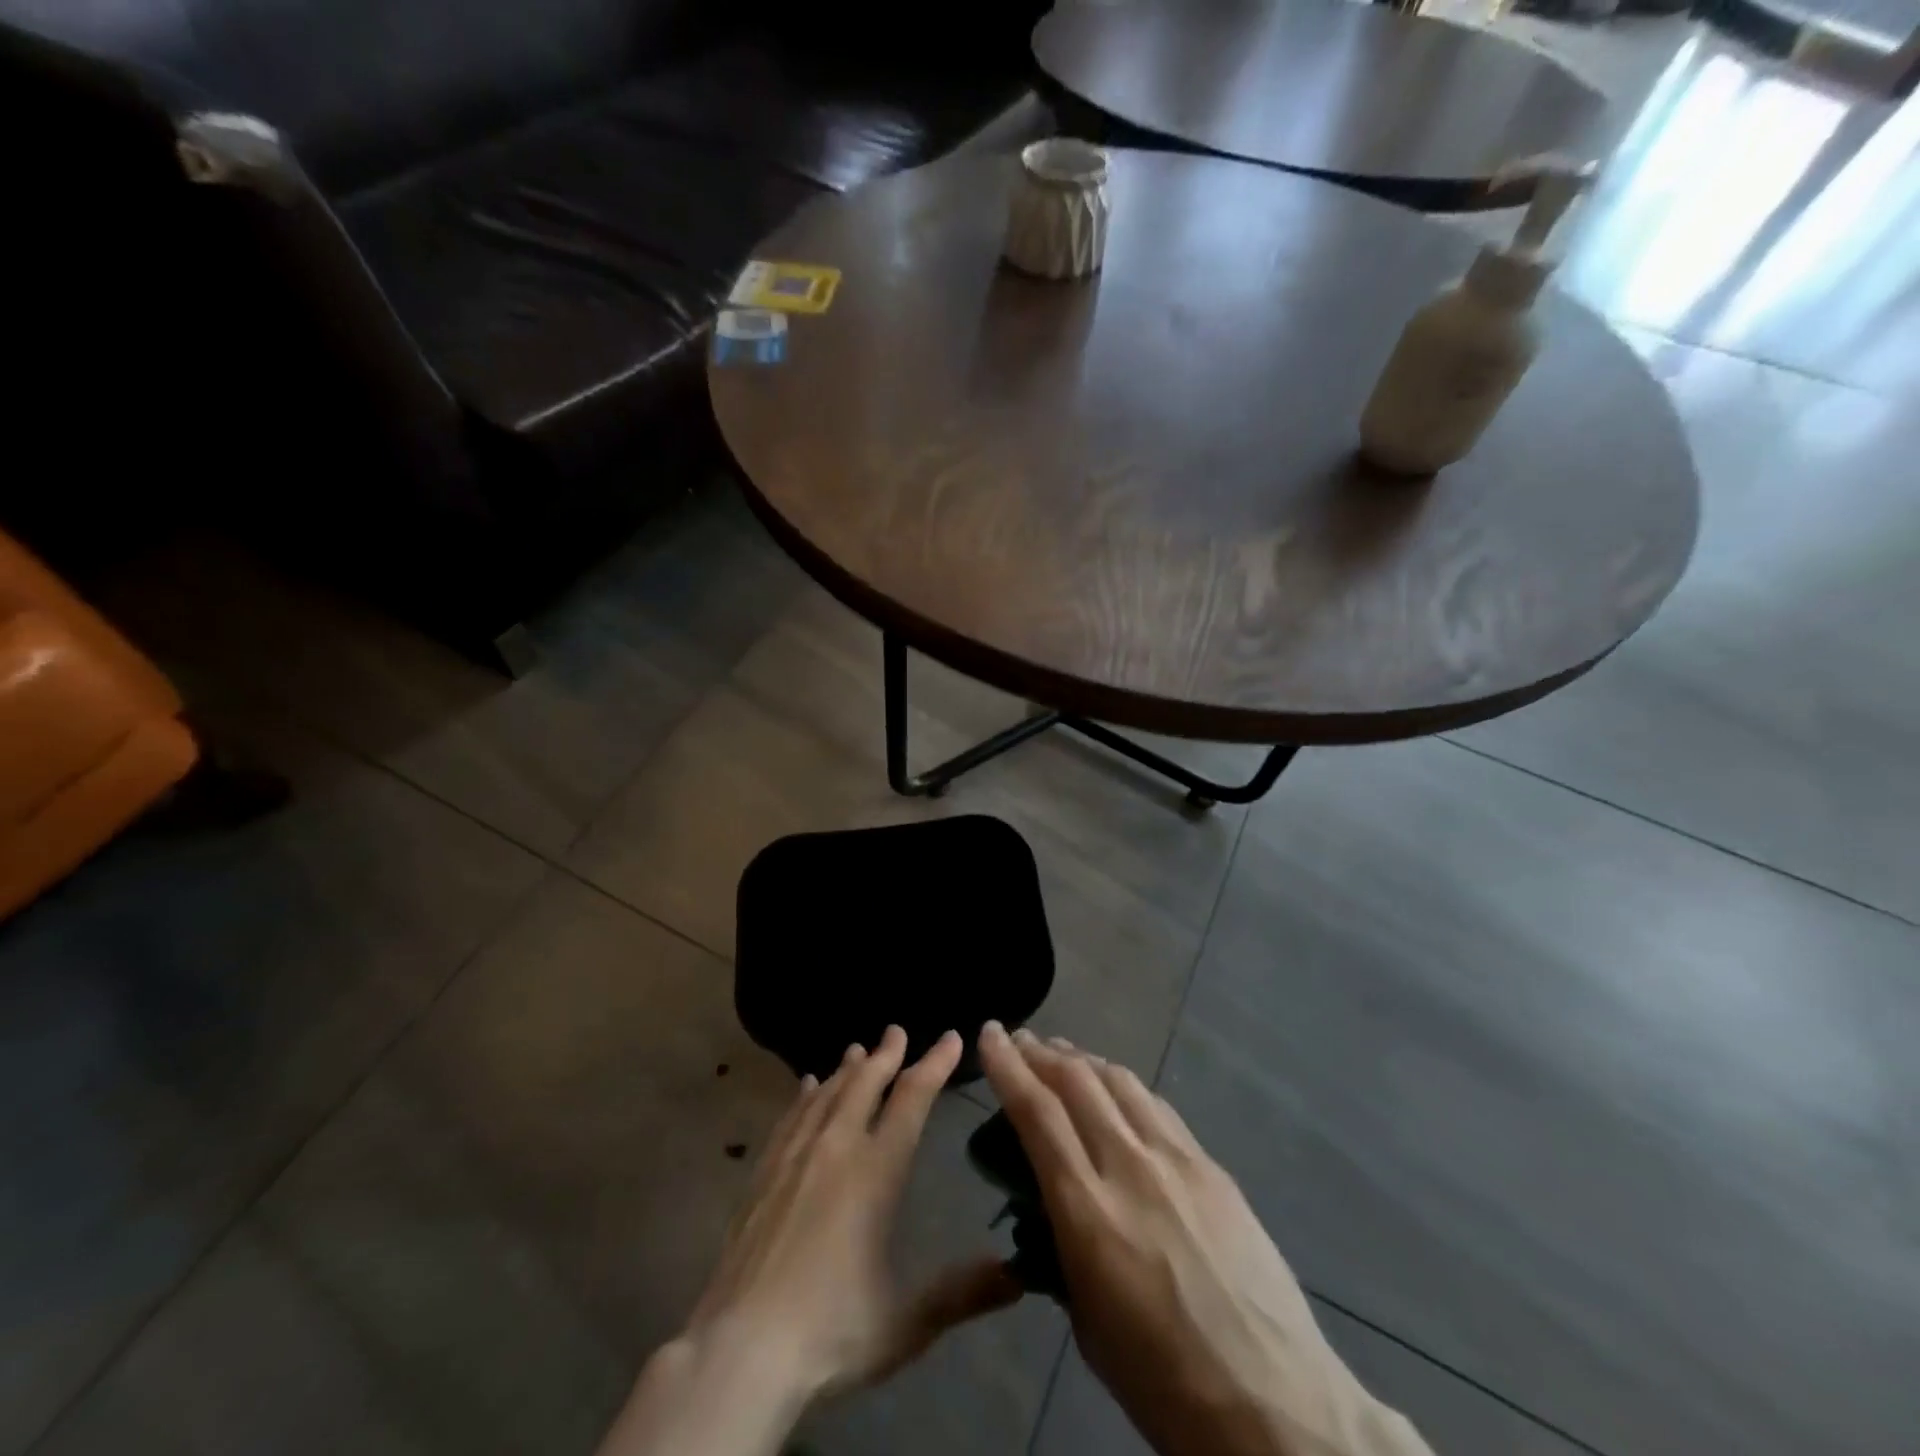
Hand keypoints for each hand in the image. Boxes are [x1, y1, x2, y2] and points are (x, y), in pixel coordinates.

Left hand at [687, 1025, 1019, 1398]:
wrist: (741, 1350)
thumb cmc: (831, 1332)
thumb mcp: (907, 1321)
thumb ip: (964, 1292)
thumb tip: (1020, 1274)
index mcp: (876, 1171)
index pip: (912, 1099)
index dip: (935, 1064)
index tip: (952, 1037)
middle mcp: (836, 1148)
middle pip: (865, 1083)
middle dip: (886, 1054)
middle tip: (896, 1030)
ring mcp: (794, 1157)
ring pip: (827, 1093)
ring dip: (846, 1068)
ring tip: (857, 1049)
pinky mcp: (763, 1174)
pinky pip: (790, 1117)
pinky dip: (805, 1095)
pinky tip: (807, 1086)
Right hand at [979, 1025, 1429, 1455]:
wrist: (1278, 1407)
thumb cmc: (1166, 1385)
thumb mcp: (1088, 1325)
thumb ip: (1063, 1250)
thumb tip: (1052, 1209)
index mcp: (1089, 1213)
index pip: (1037, 1114)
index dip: (1007, 1066)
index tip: (988, 1035)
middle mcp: (1130, 1168)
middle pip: (1078, 1081)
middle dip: (1040, 1052)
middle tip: (1019, 1039)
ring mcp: (1178, 1161)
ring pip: (1120, 1082)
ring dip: (1083, 1060)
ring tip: (1062, 1054)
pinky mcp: (1213, 1167)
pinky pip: (1157, 1108)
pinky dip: (1124, 1088)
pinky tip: (1117, 1092)